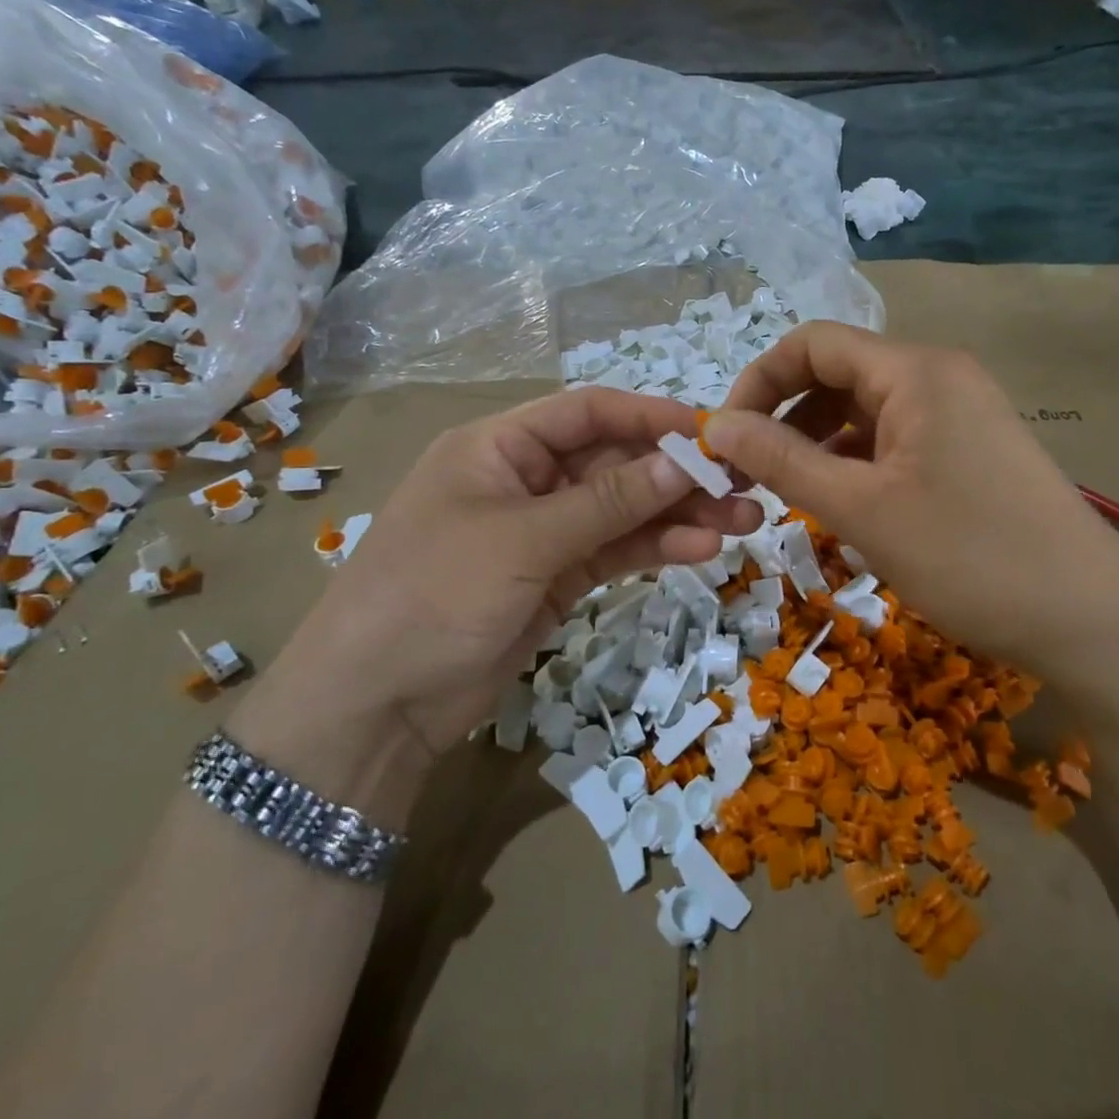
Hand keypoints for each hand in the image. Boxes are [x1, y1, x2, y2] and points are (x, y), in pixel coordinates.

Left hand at [260, 388, 762, 754]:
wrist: (375, 706)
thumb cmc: (434, 594)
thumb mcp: (523, 540)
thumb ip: (608, 501)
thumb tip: (683, 463)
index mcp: (499, 446)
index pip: (587, 413)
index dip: (649, 417)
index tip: (710, 432)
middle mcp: (524, 480)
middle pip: (614, 463)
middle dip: (677, 474)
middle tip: (743, 483)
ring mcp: (543, 532)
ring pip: (623, 510)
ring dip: (679, 514)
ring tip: (743, 521)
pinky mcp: (556, 578)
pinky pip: (615, 551)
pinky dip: (655, 548)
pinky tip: (702, 549)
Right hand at [706, 323, 1118, 666]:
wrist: (1091, 621)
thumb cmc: (970, 556)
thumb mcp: (861, 509)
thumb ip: (781, 461)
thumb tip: (714, 426)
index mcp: (914, 371)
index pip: (812, 344)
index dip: (758, 382)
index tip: (725, 439)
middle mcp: (938, 378)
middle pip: (838, 375)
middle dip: (784, 418)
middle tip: (749, 476)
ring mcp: (960, 415)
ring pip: (865, 413)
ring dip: (817, 446)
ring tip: (788, 497)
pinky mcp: (971, 453)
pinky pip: (896, 442)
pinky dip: (856, 465)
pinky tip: (841, 507)